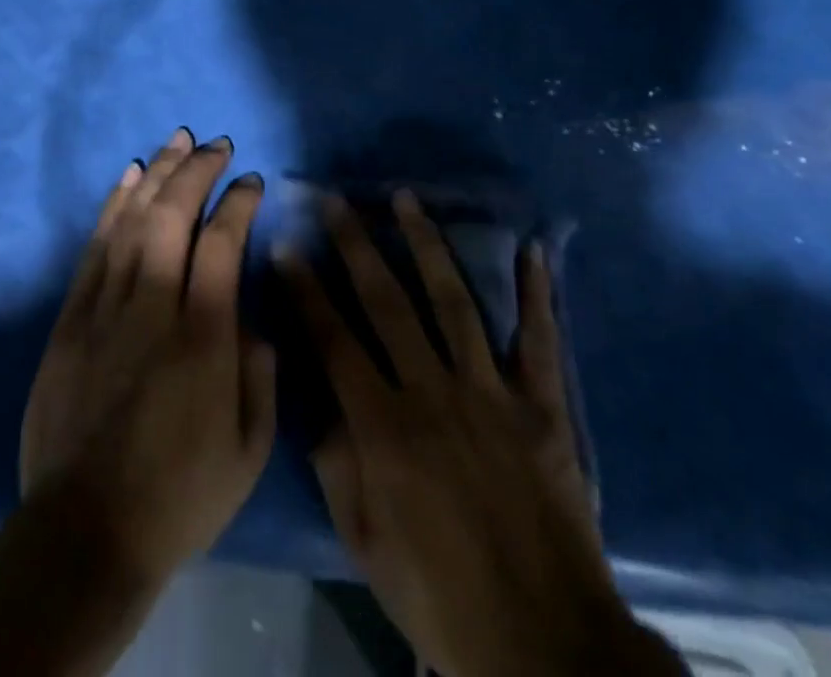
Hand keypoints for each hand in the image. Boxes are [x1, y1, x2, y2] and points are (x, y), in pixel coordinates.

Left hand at [19, 127, 276, 588]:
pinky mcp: (71, 317)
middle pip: (172, 216)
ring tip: (176, 140)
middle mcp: (152, 308)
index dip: (239, 202)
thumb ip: (259, 370)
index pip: (223, 243)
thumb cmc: (179, 495)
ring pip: (131, 219)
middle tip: (216, 144)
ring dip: (157, 173)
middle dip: (197, 170)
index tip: (252, 182)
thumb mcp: (249, 449)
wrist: (84, 532)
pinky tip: (130, 177)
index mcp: (203, 338)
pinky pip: (94, 246)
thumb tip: (251, 314)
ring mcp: (104, 308)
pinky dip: (113, 205)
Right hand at [282, 191, 679, 676]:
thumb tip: (316, 395)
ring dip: (426, 245)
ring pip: (452, 302)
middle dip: (356, 246)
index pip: (333, 340)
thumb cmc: (439, 596)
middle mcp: (434, 394)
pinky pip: (538, 339)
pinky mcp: (542, 408)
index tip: (286, 245)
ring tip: (406, 199)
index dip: (305, 290)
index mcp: (385, 429)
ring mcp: (492, 394)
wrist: (544, 645)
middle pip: (387, 303)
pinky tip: (529, 249)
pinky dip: (535, 293)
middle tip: (337, 201)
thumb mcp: (365, 540)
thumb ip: (335, 461)